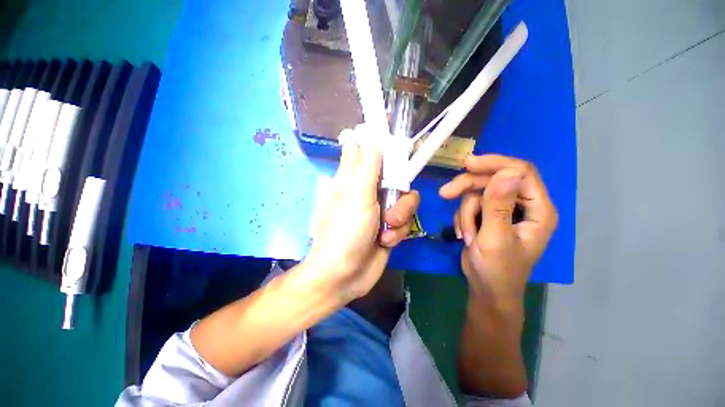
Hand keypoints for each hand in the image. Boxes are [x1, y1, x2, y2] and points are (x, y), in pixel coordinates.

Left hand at [305, 139, 419, 302]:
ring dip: (400, 216)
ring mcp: (381, 209)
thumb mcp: (357, 195)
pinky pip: (406, 220)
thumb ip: (367, 165)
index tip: (402, 147)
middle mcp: (369, 191)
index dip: (386, 145)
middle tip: (391, 204)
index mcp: (356, 178)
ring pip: (406, 200)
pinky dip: (398, 232)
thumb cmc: (346, 231)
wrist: (345, 274)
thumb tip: (370, 136)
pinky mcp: (390, 227)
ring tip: (385, 230)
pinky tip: (386, 242)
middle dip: (400, 192)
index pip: (370, 151)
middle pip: (397, 176)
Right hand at [439, 154, 556, 306]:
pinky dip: (463, 219)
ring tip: (466, 235)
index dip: (495, 164)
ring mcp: (503, 210)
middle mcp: (522, 205)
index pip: (521, 172)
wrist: (485, 289)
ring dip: (465, 213)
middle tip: (444, 193)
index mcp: (538, 210)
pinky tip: (465, 236)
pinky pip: (469, 205)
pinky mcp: (487, 215)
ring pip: (477, 193)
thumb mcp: (495, 238)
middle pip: (493, 180)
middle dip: (468, 188)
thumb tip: (507, 172)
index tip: (467, 164)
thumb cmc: (497, 270)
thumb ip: (498, 206)